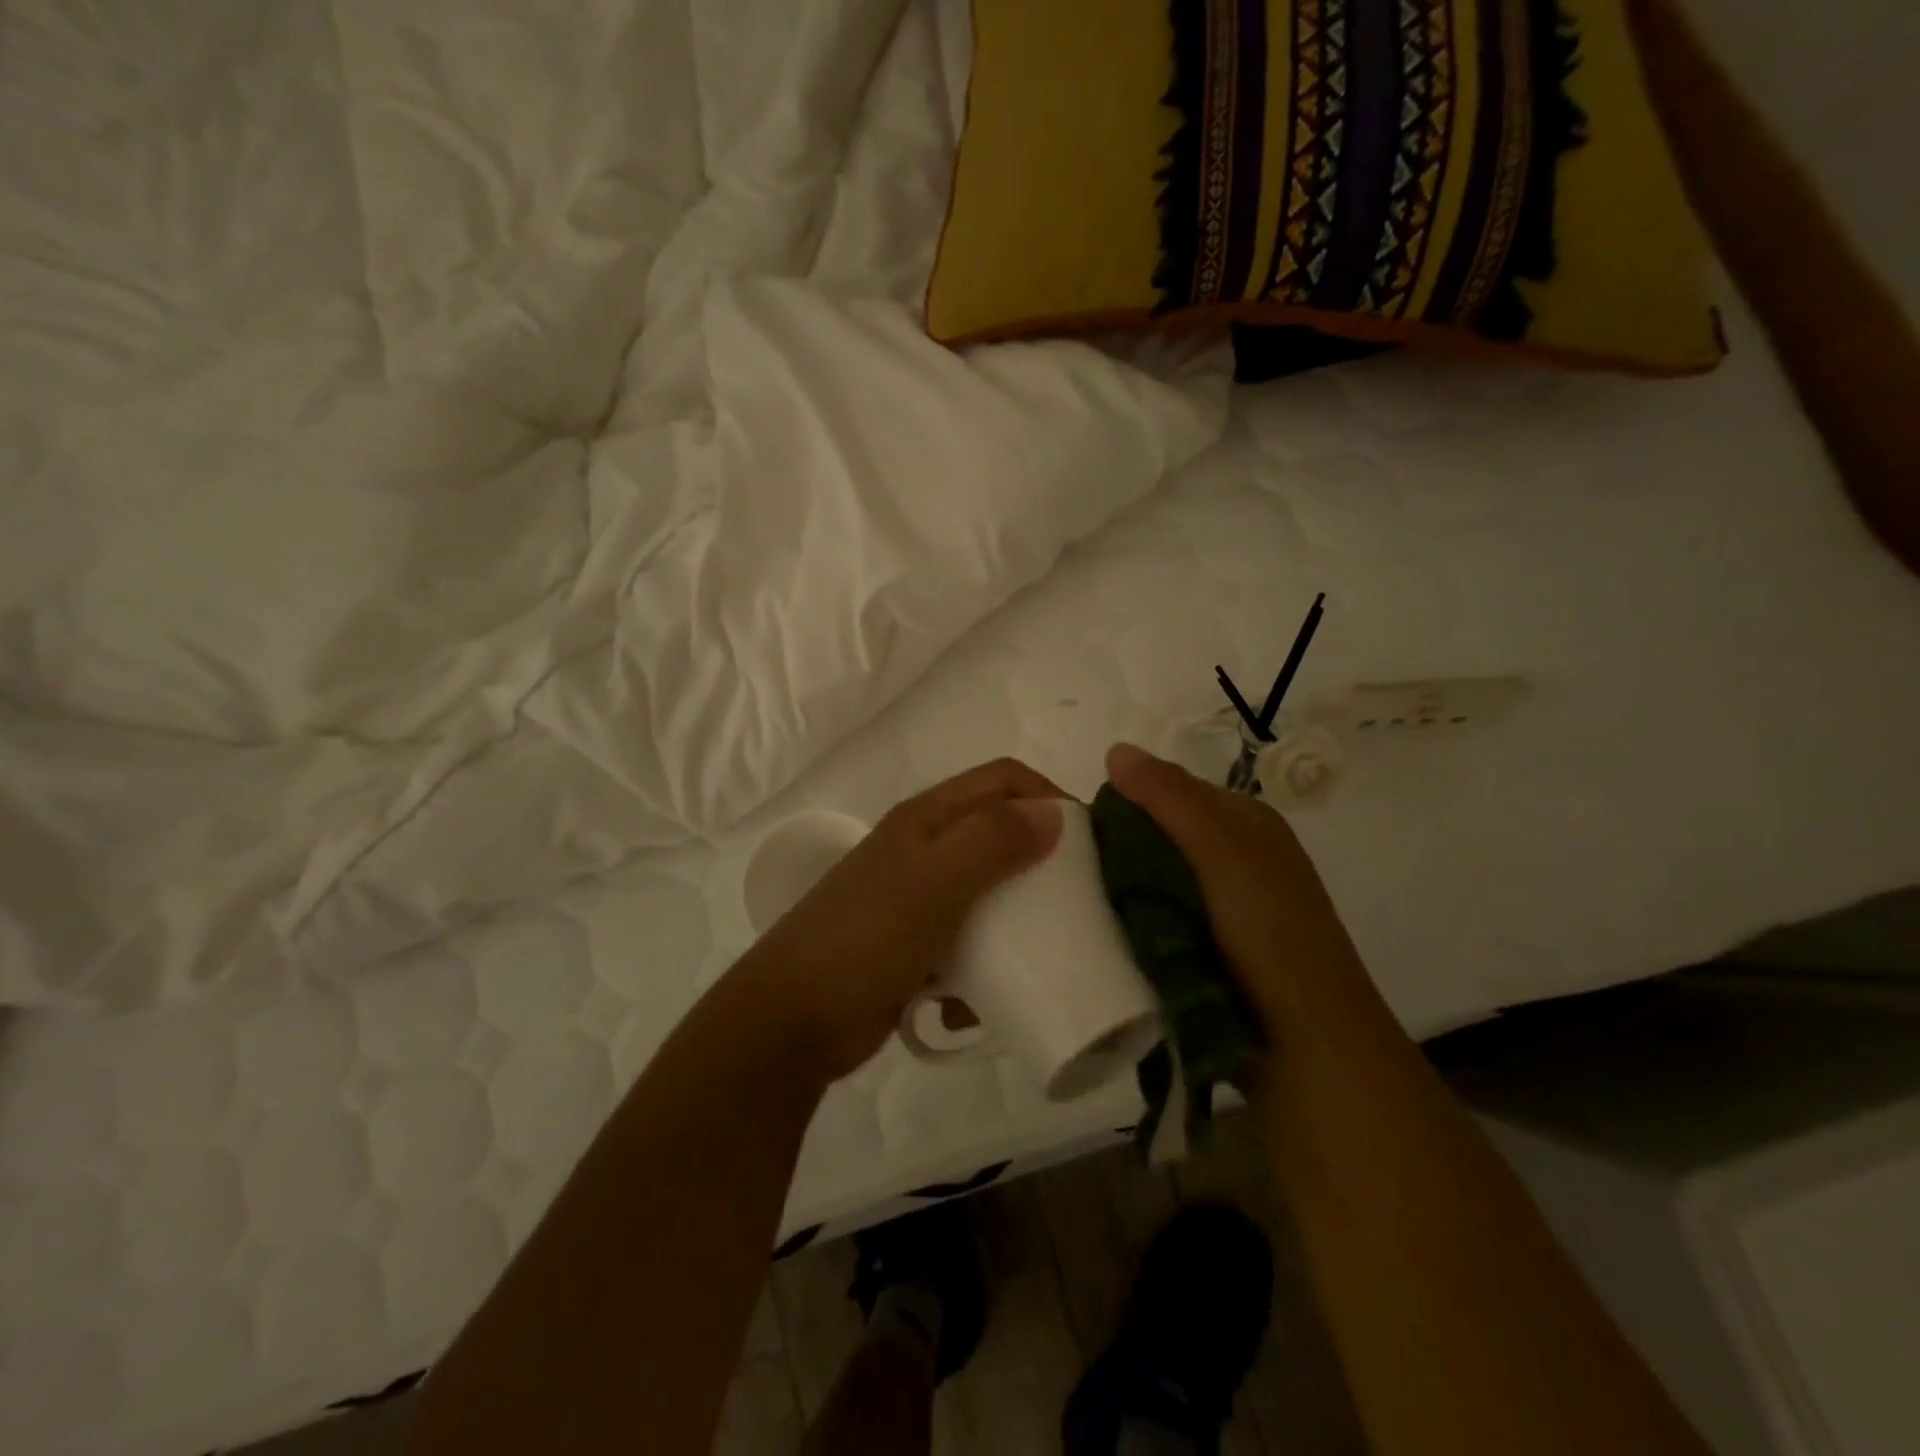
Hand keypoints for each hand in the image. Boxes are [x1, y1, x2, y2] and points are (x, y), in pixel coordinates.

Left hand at [731, 759, 1065, 1083]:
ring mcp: (918, 899)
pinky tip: (976, 1003)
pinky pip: (967, 946)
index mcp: (927, 818)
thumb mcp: (933, 883)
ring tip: (1034, 960)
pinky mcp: (915, 946)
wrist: (792, 1020)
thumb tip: (1055, 813)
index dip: (1048, 797)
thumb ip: (992, 841)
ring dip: (1014, 927)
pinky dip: (980, 970)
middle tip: (1078, 905)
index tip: (1089, 843)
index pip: (1003, 780)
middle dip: (1040, 866)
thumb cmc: (866, 938)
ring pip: (989, 896)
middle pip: (1000, 836)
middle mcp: (925, 849)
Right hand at [1105, 742, 1381, 1039]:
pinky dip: (1131, 920)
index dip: (1124, 801)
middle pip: (1157, 835)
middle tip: (1071, 871)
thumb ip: (1171, 798)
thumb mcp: (1223, 851)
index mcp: (1244, 822)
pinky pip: (1155, 917)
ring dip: (1120, 888)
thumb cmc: (1270, 933)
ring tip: (1077, 902)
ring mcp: (1221, 905)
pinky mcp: (1205, 947)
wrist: (1308, 1045)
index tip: (1078, 829)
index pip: (1168, 789)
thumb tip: (1114, 749)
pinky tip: (1103, 932)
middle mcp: (1233, 855)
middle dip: (1117, 848)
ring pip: (1152, 878)